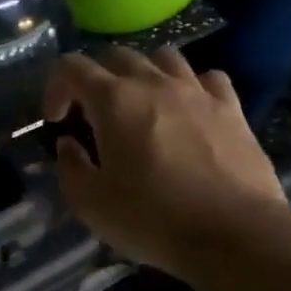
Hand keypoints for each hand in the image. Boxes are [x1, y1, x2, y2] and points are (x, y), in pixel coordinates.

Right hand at [43, 47, 283, 279]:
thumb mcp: (91, 204)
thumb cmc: (153, 219)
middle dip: (97, 78)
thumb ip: (70, 168)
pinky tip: (189, 110)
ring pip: (164, 57)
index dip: (55, 87)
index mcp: (113, 100)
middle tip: (95, 114)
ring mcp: (197, 91)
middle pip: (116, 56)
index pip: (71, 67)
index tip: (57, 121)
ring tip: (143, 103)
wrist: (235, 235)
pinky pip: (208, 78)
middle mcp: (153, 82)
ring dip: (144, 73)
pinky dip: (192, 86)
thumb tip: (69, 145)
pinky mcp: (232, 108)